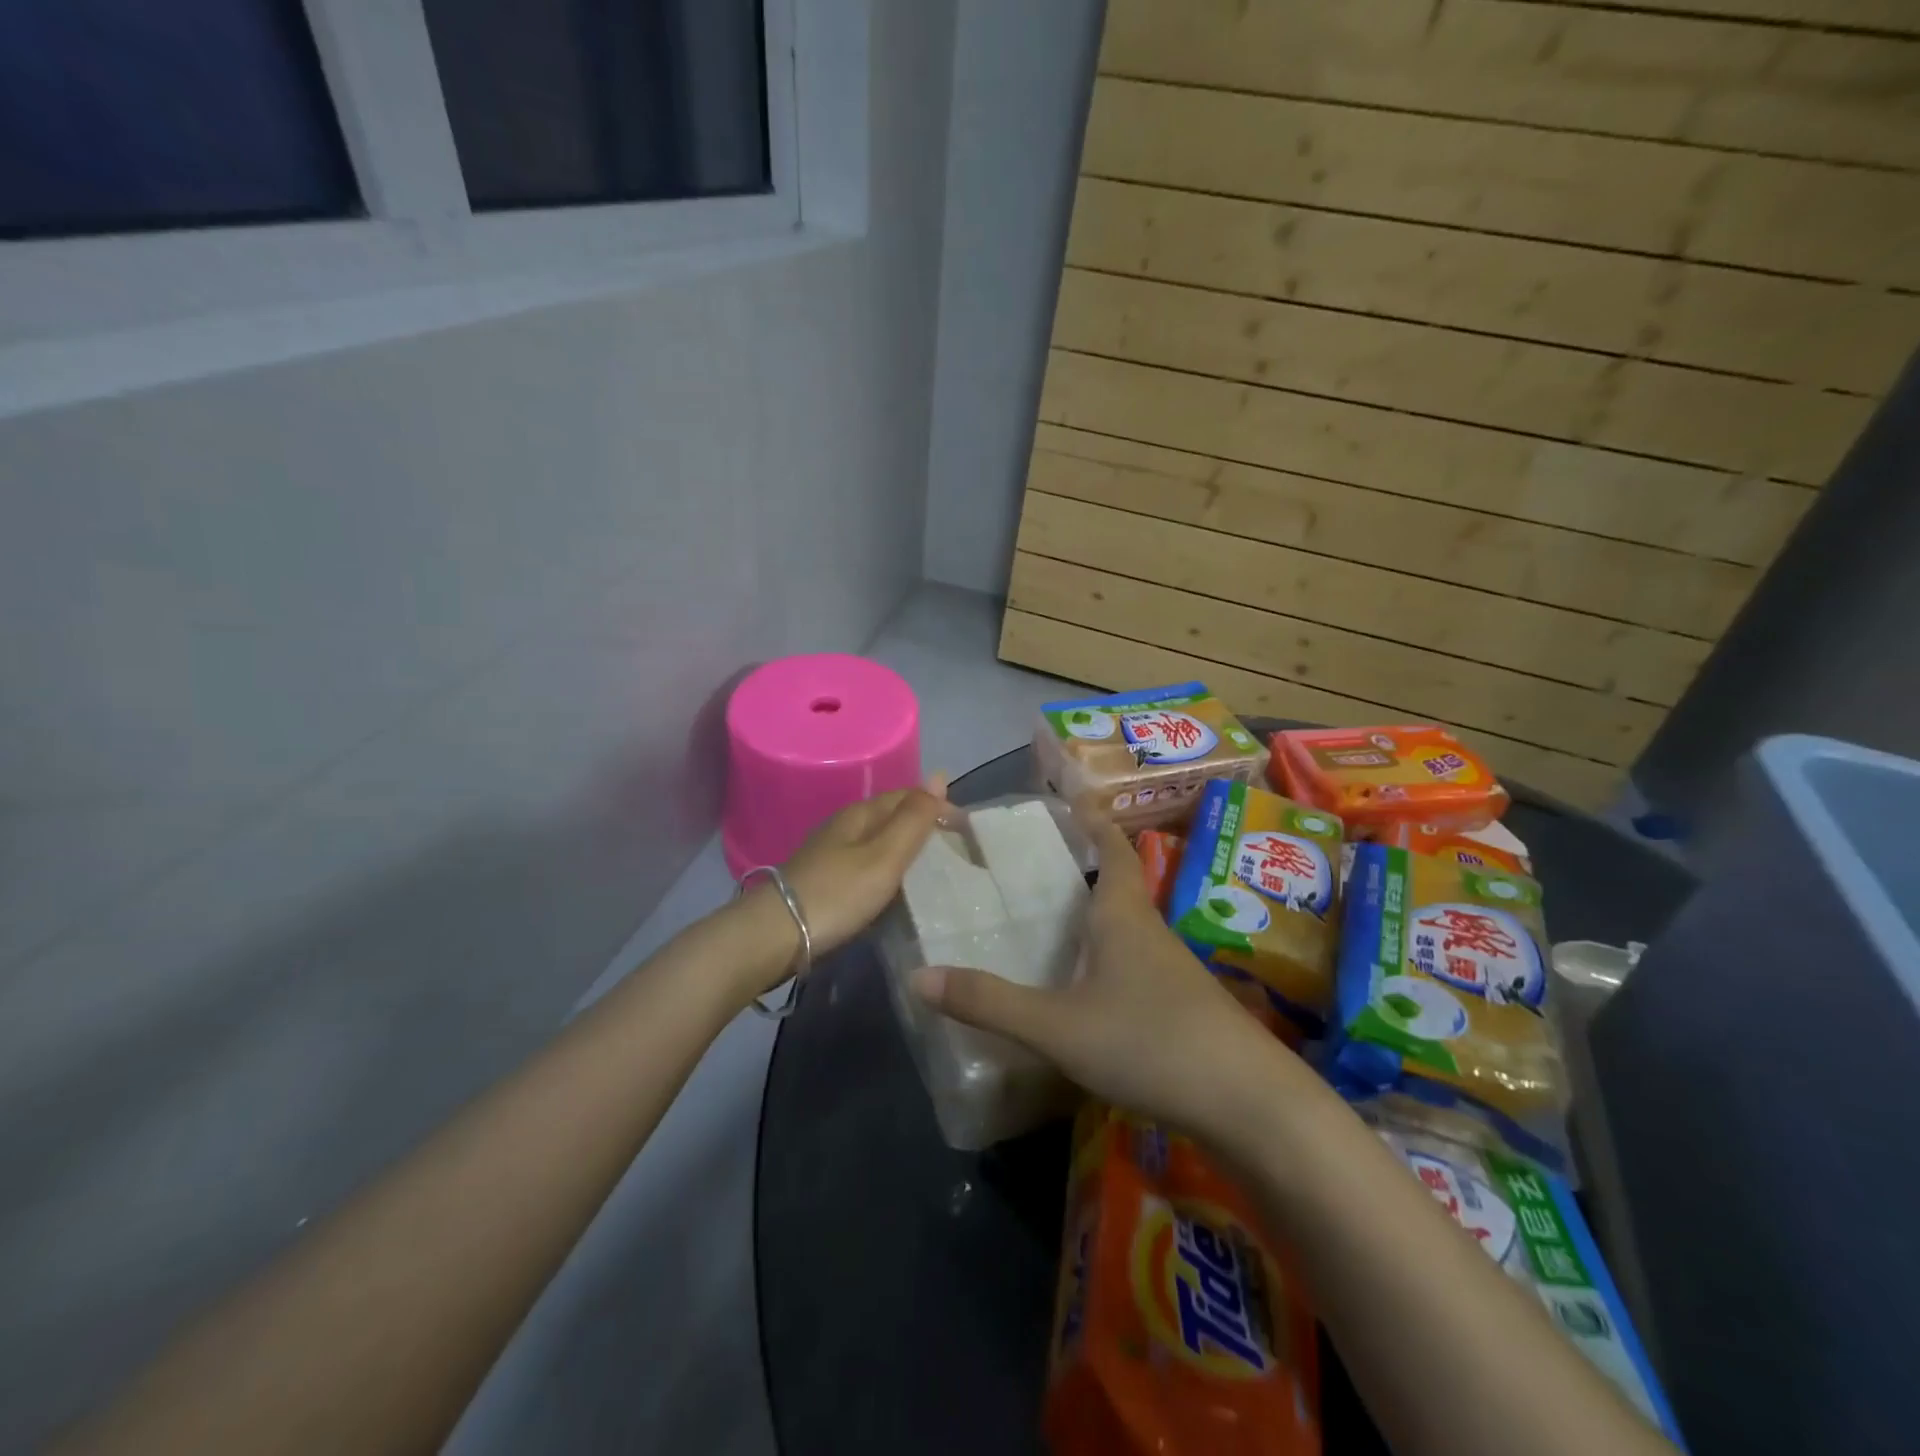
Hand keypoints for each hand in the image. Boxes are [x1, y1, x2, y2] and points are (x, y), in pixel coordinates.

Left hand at [771, 776, 949, 959]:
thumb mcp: (884, 856)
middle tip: (957, 852)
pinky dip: (889, 870)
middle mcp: (845, 826)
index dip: (938, 806)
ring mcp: (832, 854)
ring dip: (907, 849)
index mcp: (861, 813)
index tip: (966, 832)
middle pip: (893, 817)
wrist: (775, 936)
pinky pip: (868, 864)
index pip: (907, 796)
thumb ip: (914, 819)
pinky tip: (898, 888)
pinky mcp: (826, 880)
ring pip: (880, 841)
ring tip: (936, 870)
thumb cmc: (837, 893)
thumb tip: (940, 775)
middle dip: (924, 826)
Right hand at [912, 815, 1298, 1138]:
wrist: (1249, 1104)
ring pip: (1127, 928)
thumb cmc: (1150, 1042)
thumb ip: (990, 1003)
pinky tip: (1085, 988)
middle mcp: (1149, 933)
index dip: (1093, 822)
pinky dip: (1106, 959)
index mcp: (1123, 916)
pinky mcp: (1182, 1008)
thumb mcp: (1057, 1026)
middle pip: (1118, 885)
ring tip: (1050, 921)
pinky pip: (1134, 965)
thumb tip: (918, 977)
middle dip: (1084, 867)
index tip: (1073, 800)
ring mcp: (1172, 972)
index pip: (1113, 850)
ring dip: (1095, 916)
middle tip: (1035, 865)